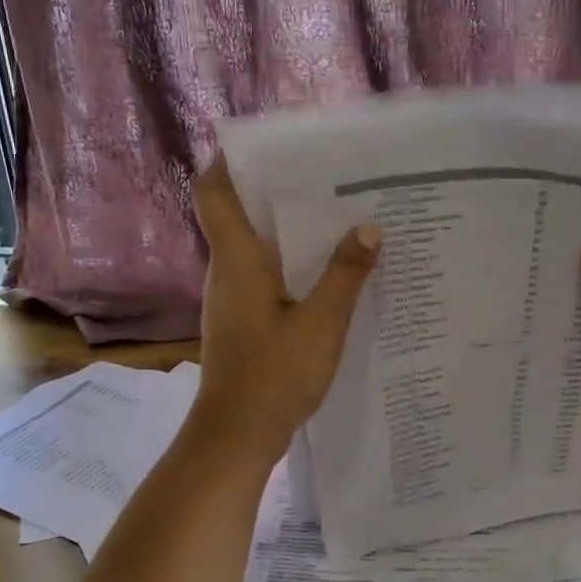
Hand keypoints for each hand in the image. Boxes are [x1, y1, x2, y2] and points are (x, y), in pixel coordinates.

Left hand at [189, 155, 380, 462]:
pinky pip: (264, 277)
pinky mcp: (242, 321)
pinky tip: (328, 272)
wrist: (237, 435)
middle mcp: (226, 271)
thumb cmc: (274, 374)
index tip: (266, 147)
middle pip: (238, 214)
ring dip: (287, 231)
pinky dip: (290, 265)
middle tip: (325, 178)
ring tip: (336, 217)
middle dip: (275, 192)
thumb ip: (345, 274)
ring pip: (255, 247)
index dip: (228, 162)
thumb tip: (368, 228)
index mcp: (236, 259)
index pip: (212, 193)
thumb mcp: (322, 322)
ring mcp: (231, 298)